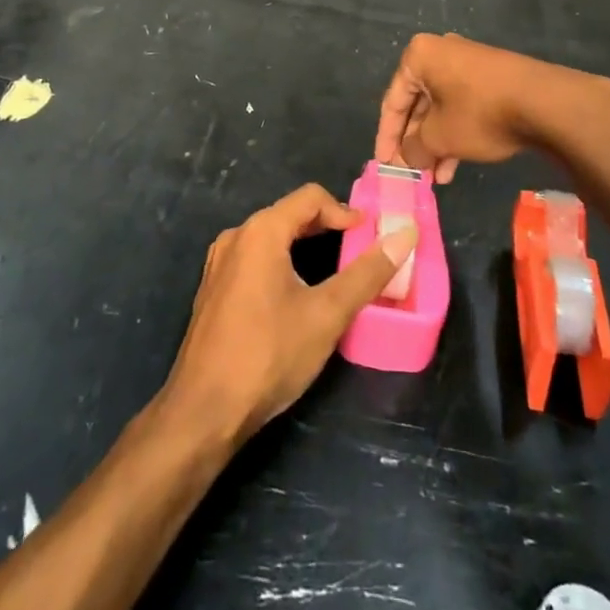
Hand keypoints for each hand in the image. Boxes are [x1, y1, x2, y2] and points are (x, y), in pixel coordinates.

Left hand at [163, 184, 417, 445]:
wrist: (203, 411)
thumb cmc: (268, 355)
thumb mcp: (327, 314)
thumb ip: (367, 273)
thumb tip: (406, 235)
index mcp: (261, 232)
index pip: (310, 198)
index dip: (345, 212)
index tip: (370, 236)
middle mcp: (236, 237)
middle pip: (290, 214)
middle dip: (327, 228)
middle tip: (360, 252)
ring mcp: (220, 264)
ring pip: (272, 238)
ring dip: (305, 246)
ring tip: (335, 273)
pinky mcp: (214, 289)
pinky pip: (255, 259)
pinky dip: (283, 263)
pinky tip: (298, 295)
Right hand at [375, 33, 595, 182]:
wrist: (545, 102)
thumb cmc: (480, 114)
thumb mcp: (440, 137)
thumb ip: (415, 147)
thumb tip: (409, 156)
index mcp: (420, 57)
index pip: (393, 101)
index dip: (387, 136)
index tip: (384, 163)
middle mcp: (442, 52)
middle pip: (418, 103)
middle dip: (415, 141)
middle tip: (412, 171)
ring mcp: (470, 63)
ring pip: (442, 107)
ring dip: (436, 142)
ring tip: (436, 177)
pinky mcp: (493, 77)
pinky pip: (463, 105)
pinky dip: (456, 132)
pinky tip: (456, 164)